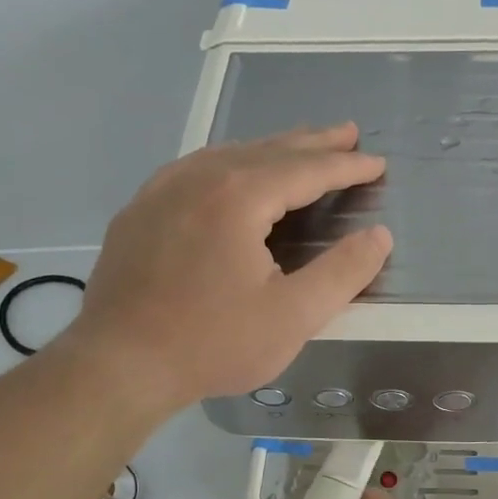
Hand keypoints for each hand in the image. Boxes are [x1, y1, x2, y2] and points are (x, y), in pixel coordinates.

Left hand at [60, 123, 391, 411]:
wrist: (118, 366)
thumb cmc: (212, 343)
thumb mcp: (293, 316)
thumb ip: (343, 272)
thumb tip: (380, 235)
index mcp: (238, 196)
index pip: (306, 169)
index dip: (346, 166)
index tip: (377, 163)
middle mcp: (198, 178)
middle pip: (267, 150)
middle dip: (313, 143)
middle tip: (348, 132)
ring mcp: (160, 191)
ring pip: (227, 154)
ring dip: (270, 148)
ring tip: (299, 146)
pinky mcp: (138, 212)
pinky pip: (194, 170)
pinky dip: (228, 162)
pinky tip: (230, 172)